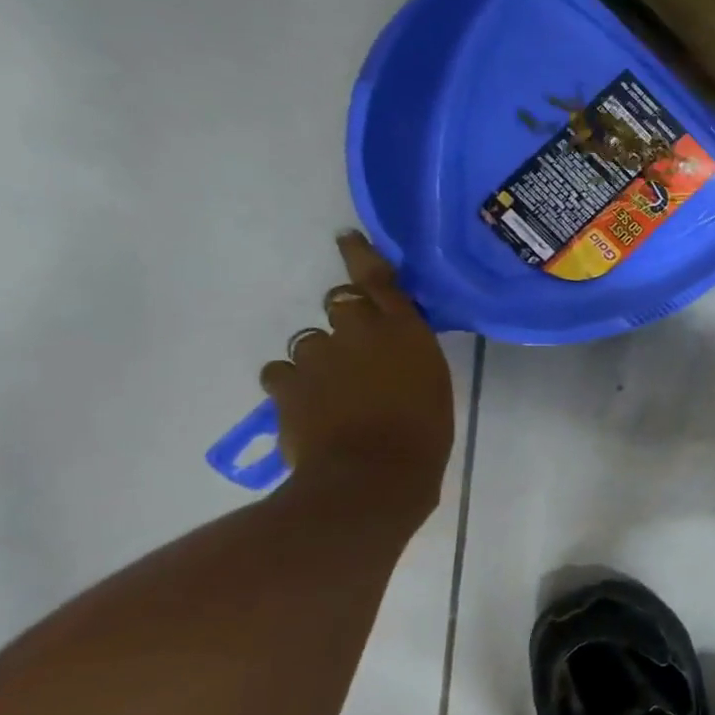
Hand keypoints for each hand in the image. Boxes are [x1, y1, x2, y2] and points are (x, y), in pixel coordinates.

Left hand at [259, 232, 453, 511]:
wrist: (373, 476)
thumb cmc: (424, 434)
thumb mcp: (432, 385)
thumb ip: (409, 358)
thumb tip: (391, 356)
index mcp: (404, 330)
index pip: (378, 280)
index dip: (361, 256)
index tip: (345, 238)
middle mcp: (359, 331)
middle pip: (340, 305)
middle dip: (346, 320)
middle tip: (356, 350)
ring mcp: (318, 356)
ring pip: (309, 342)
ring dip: (319, 357)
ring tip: (332, 390)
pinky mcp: (286, 385)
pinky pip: (281, 373)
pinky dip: (292, 384)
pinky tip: (305, 406)